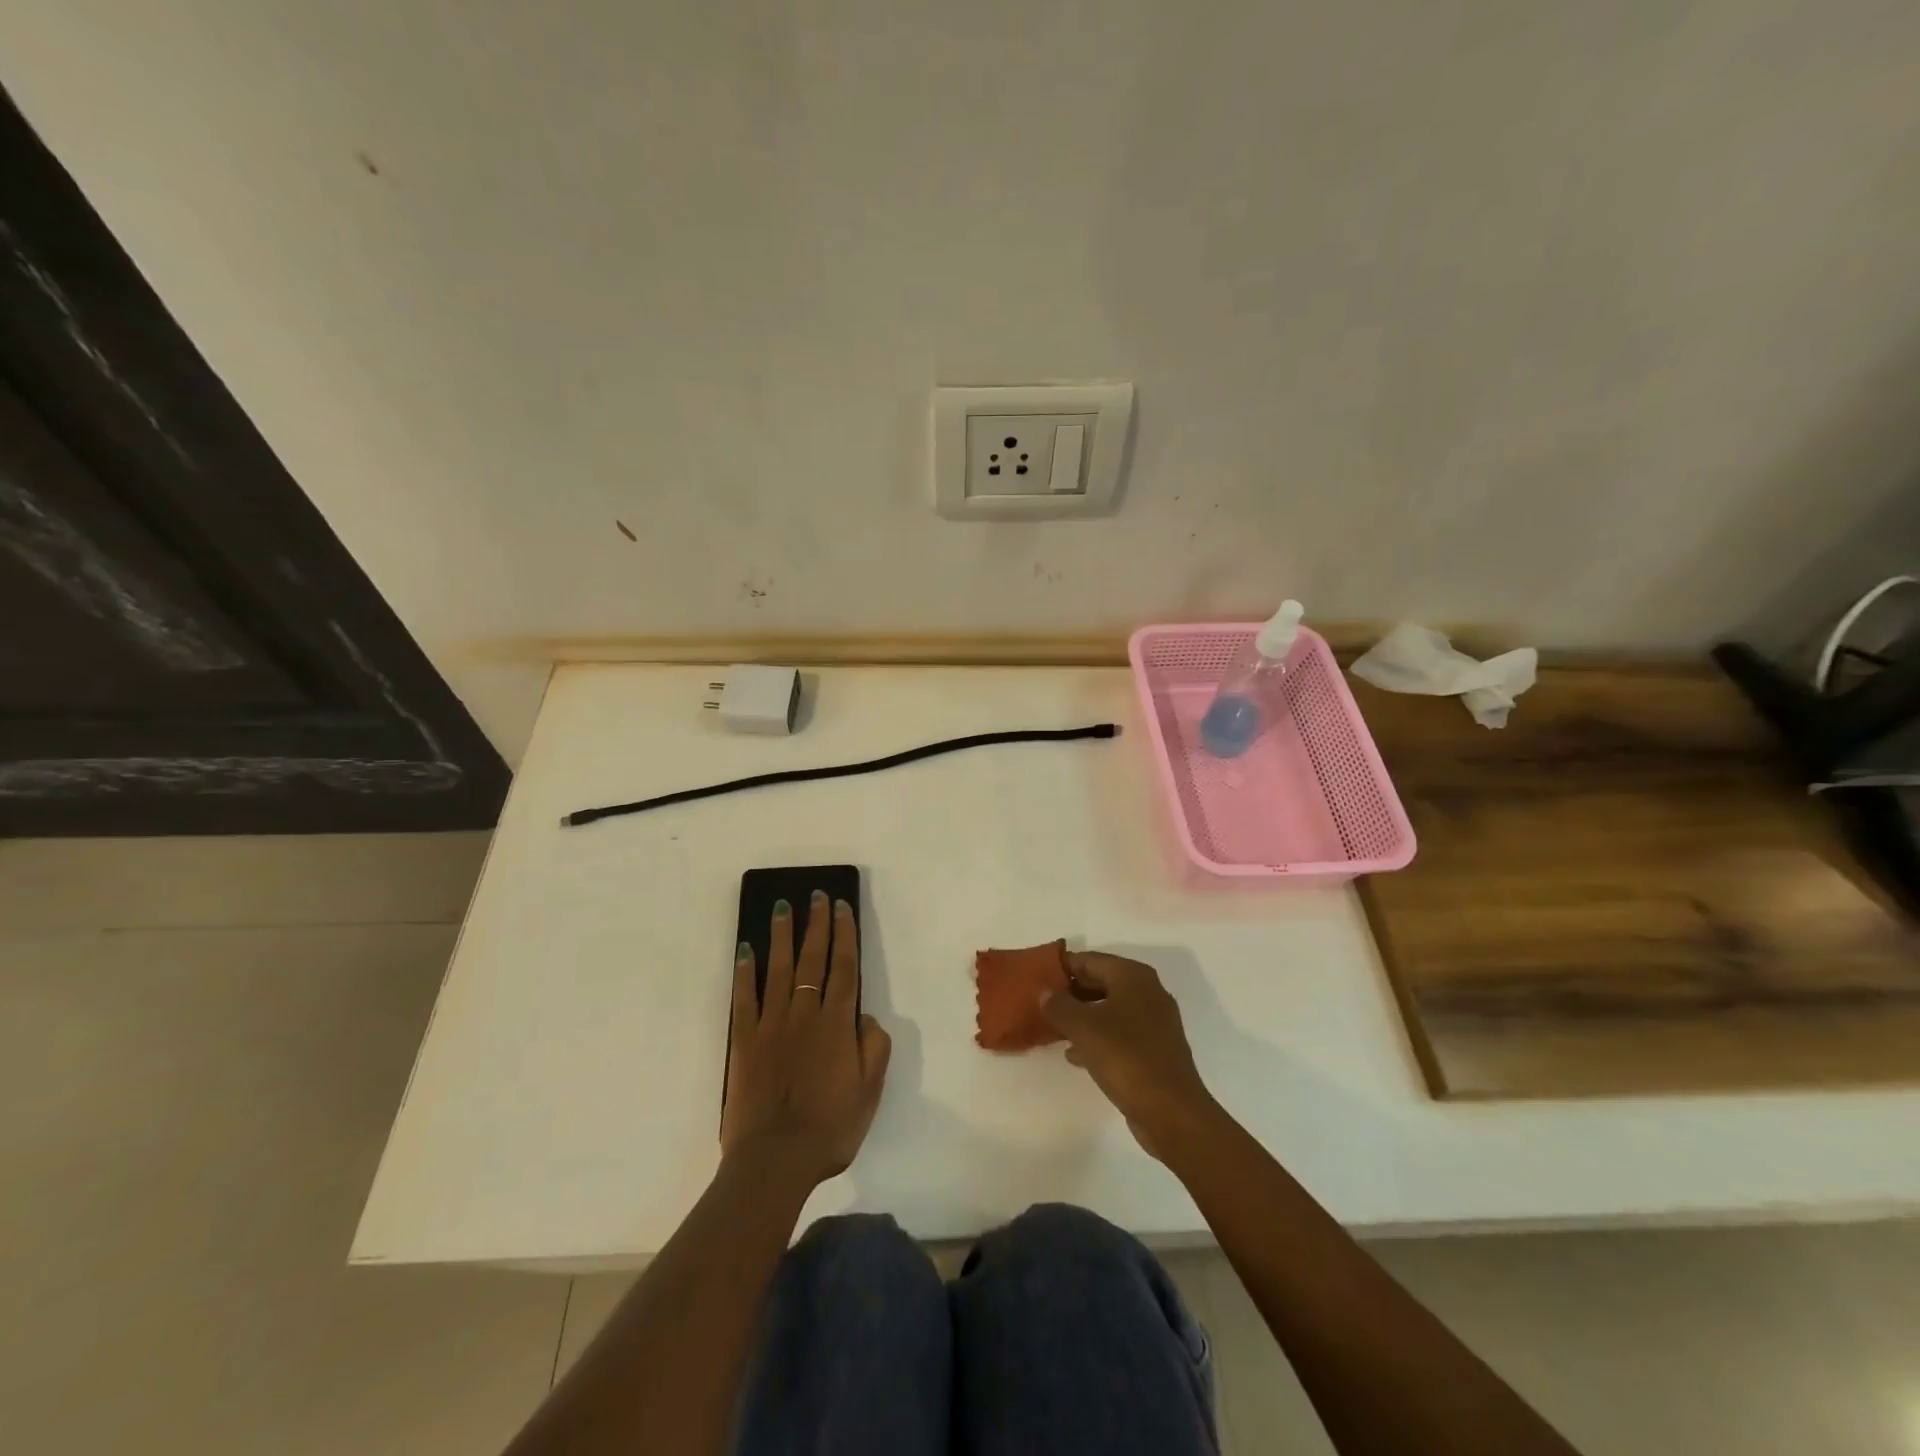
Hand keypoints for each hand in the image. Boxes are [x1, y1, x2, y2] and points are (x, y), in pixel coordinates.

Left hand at [721, 892, 890, 1188]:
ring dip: (781, 935)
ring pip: (778, 969)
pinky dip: (745, 972)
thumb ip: (874, 1048)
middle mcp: (805, 1014)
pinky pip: (744, 998)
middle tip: (816, 895)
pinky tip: (746, 950)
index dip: (845, 934)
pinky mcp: (744, 1040)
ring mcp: (772, 1024)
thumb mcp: (870, 1092)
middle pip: (813, 959)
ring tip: (782, 907)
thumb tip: (866, 1016)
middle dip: (817, 924)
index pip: (844, 968)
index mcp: (838, 1024)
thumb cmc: (830, 1128)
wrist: (775, 1160)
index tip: (842, 907)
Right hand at [1043, 951, 1215, 1159]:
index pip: (1090, 959)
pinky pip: (1119, 1034)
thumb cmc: (1125, 1057)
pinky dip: (1097, 1038)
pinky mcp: (1154, 1050)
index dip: (1062, 967)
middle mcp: (1147, 992)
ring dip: (1082, 1016)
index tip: (1036, 978)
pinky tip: (1075, 1054)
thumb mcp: (1083, 1027)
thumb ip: (1059, 1005)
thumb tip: (1046, 992)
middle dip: (1071, 992)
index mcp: (1133, 976)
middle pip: (1101, 982)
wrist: (1171, 1111)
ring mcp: (1154, 1023)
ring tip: (1053, 1027)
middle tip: (1041, 1003)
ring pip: (1109, 1010)